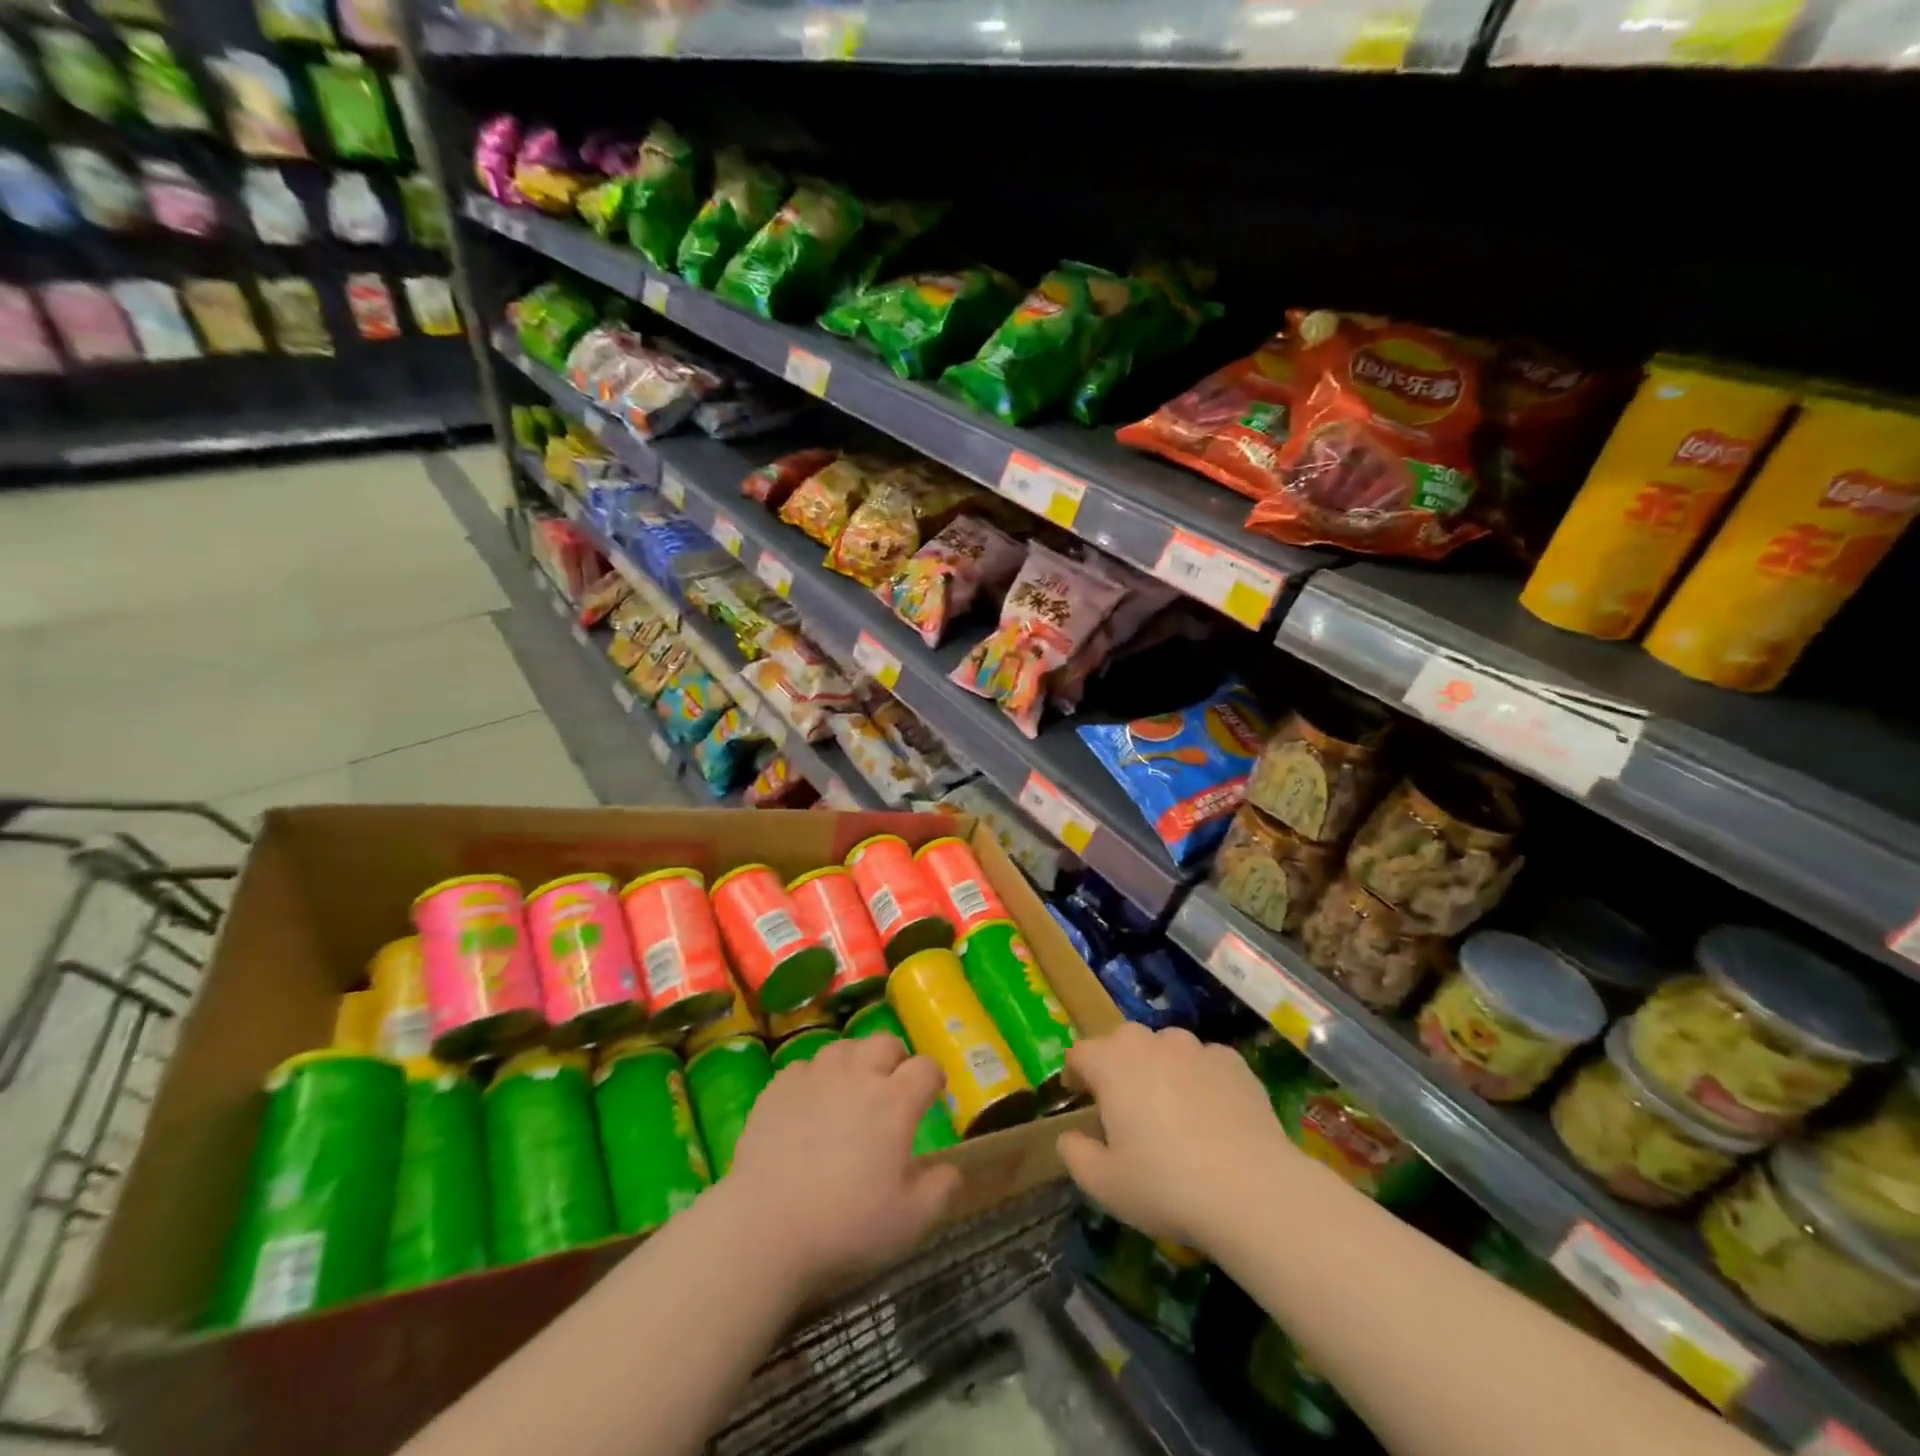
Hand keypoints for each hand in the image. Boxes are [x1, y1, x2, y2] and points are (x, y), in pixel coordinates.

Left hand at [722, 1034, 961, 1298]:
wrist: (765, 1227)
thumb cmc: (846, 1224)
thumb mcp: (910, 1220)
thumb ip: (941, 1190)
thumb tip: (952, 1170)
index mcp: (895, 1100)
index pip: (926, 1067)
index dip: (934, 1078)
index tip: (933, 1094)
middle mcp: (857, 1075)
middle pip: (885, 1042)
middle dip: (896, 1059)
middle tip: (893, 1088)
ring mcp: (815, 1076)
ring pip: (844, 1048)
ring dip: (855, 1062)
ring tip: (852, 1090)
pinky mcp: (779, 1087)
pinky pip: (804, 1067)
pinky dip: (815, 1079)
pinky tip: (810, 1104)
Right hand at [1057, 1023, 1296, 1251]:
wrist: (1252, 1190)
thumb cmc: (1165, 1185)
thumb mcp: (1104, 1184)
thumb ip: (1075, 1154)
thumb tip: (1069, 1137)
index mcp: (1112, 1063)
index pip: (1080, 1053)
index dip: (1075, 1074)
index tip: (1078, 1097)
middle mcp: (1151, 1042)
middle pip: (1123, 1043)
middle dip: (1118, 1067)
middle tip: (1125, 1108)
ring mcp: (1195, 1048)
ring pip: (1167, 1048)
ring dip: (1161, 1069)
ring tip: (1172, 1110)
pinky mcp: (1233, 1062)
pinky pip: (1205, 1063)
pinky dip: (1200, 1080)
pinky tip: (1212, 1116)